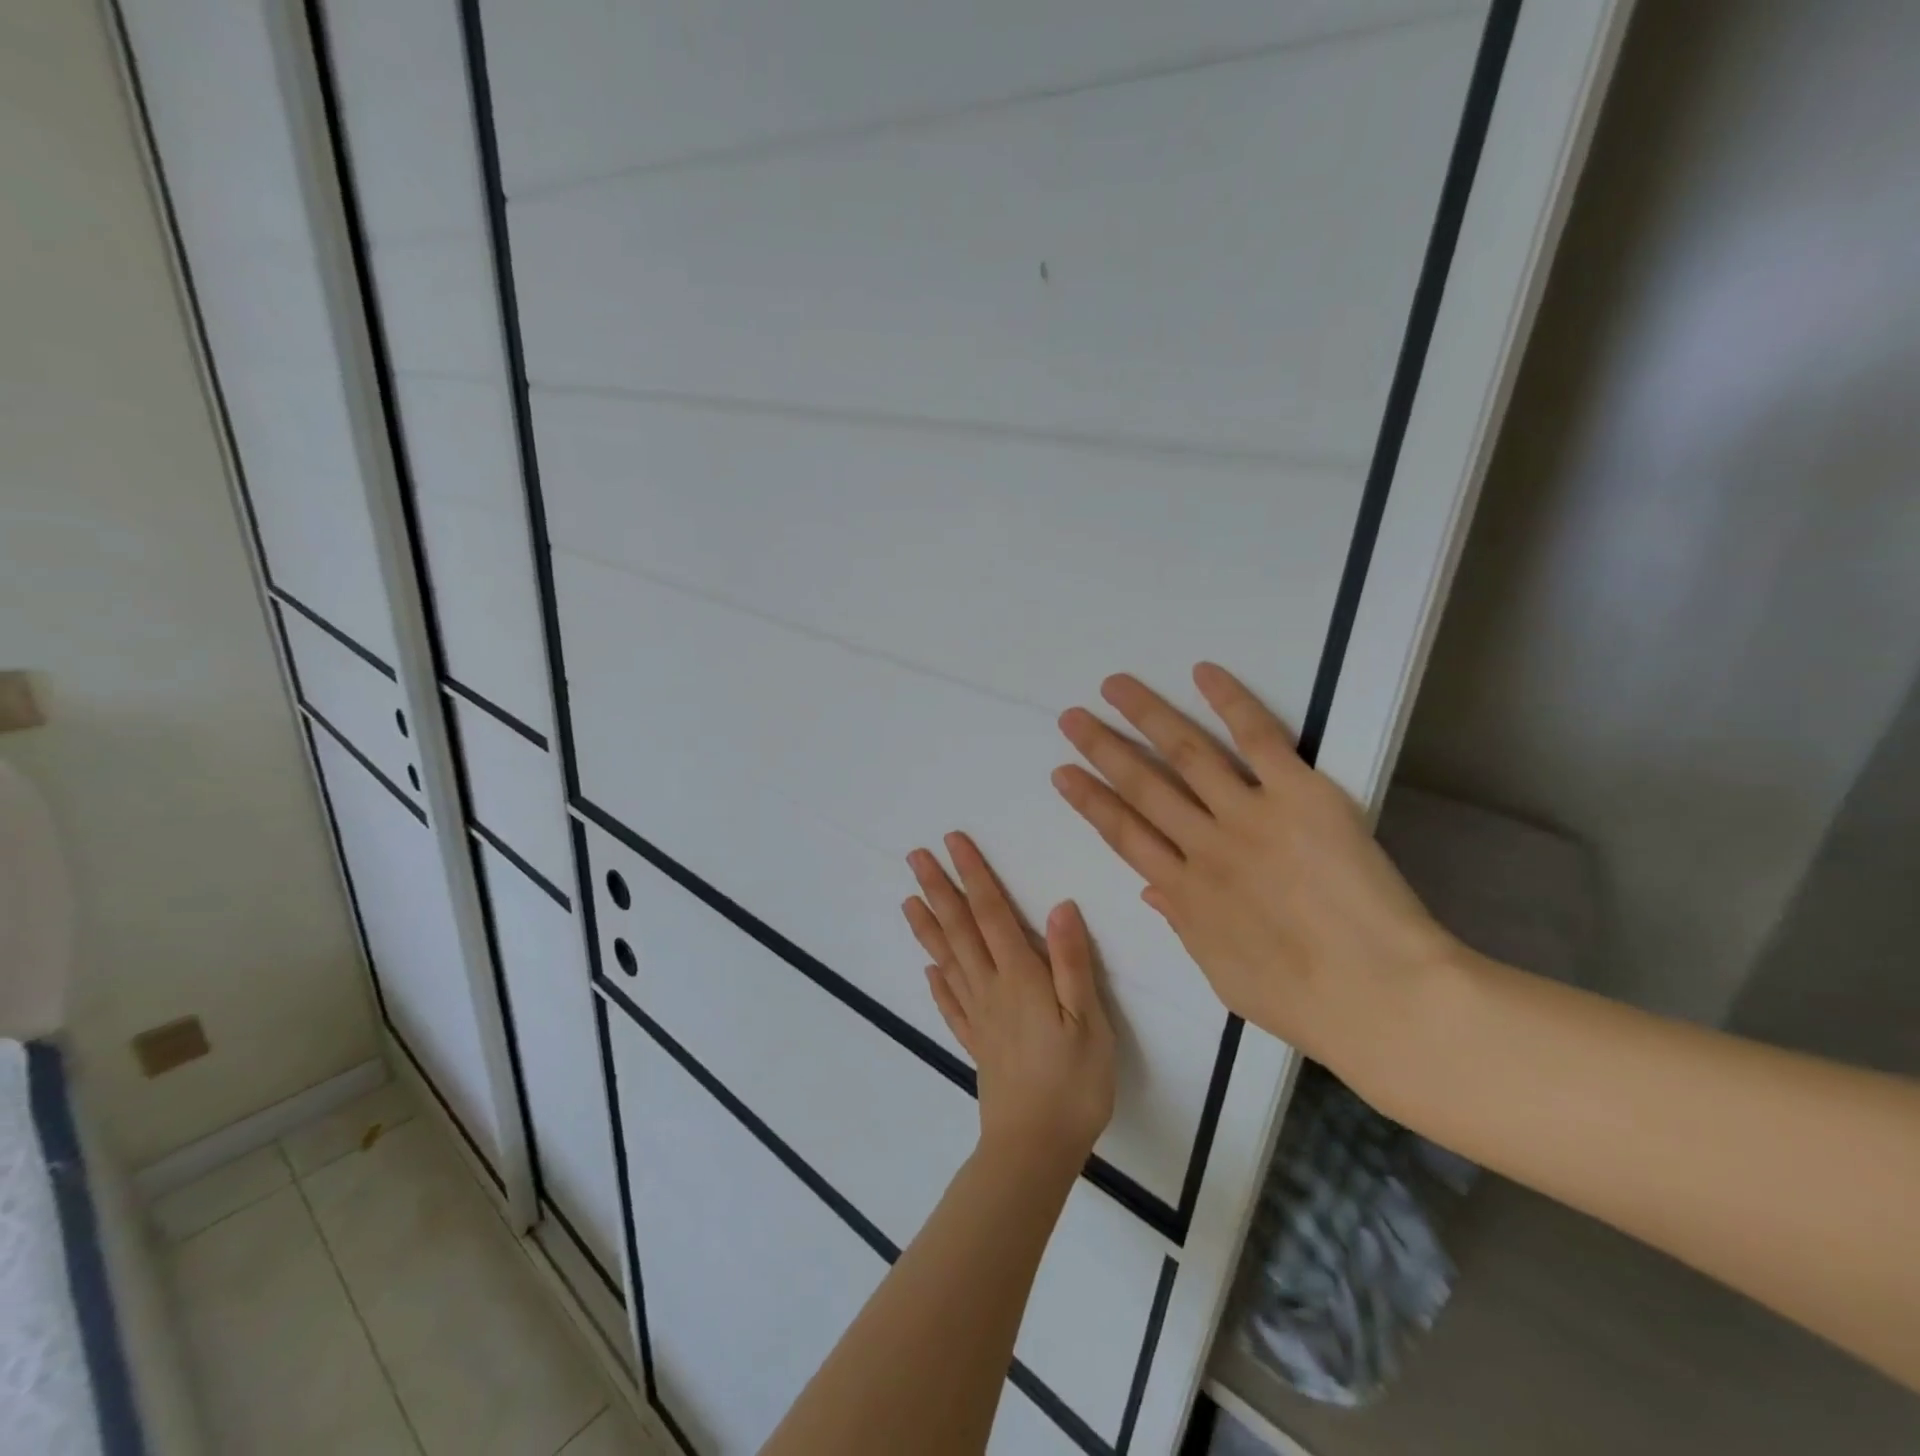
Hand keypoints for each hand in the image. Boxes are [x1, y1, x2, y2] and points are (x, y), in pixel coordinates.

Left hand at [904, 833, 1116, 1171]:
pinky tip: (929, 970)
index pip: (992, 913)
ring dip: (928, 928)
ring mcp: (979, 1018)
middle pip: (960, 930)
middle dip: (939, 889)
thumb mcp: (1088, 1020)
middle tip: (915, 857)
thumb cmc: (1073, 1083)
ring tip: (908, 900)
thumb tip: (1059, 905)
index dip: (973, 875)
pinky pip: (950, 1005)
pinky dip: (937, 983)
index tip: (953, 842)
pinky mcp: (976, 1045)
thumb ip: (1072, 962)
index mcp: (1020, 977)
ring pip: (947, 961)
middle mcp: (991, 989)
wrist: (1035, 1149)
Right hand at [1050, 662, 1458, 1086]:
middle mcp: (1205, 845)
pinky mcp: (1300, 795)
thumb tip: (1152, 889)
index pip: (1124, 834)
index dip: (1090, 801)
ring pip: (1187, 754)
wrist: (1381, 995)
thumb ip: (1185, 925)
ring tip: (1114, 687)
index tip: (1063, 773)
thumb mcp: (1224, 975)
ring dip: (1146, 717)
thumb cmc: (1303, 1001)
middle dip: (1103, 750)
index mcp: (1184, 892)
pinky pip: (1259, 739)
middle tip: (1071, 718)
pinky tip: (1202, 672)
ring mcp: (1250, 816)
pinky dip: (1230, 703)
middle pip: (1143, 787)